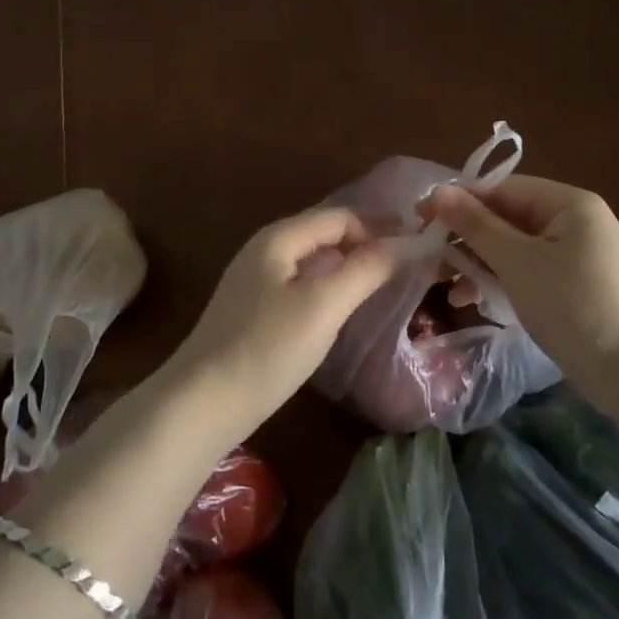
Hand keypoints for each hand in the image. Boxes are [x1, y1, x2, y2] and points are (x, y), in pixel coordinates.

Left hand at [159, 207, 397, 446]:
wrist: (203, 401)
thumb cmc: (267, 348)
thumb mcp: (323, 306)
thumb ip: (365, 270)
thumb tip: (407, 242)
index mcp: (279, 238)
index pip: (339, 216)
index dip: (377, 228)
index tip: (414, 251)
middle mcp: (265, 250)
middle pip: (324, 234)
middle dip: (365, 245)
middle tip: (406, 268)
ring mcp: (255, 281)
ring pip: (312, 261)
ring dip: (348, 267)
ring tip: (383, 287)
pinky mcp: (253, 310)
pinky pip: (300, 285)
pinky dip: (329, 288)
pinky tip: (343, 310)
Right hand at [423, 175, 618, 374]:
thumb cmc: (572, 306)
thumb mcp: (517, 261)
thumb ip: (476, 224)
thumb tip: (437, 191)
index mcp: (569, 203)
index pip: (502, 188)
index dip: (459, 201)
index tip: (419, 218)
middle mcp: (576, 221)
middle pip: (508, 216)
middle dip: (467, 236)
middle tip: (428, 254)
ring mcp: (578, 254)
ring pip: (514, 246)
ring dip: (479, 261)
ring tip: (447, 286)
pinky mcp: (575, 284)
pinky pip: (528, 269)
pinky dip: (501, 279)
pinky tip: (473, 300)